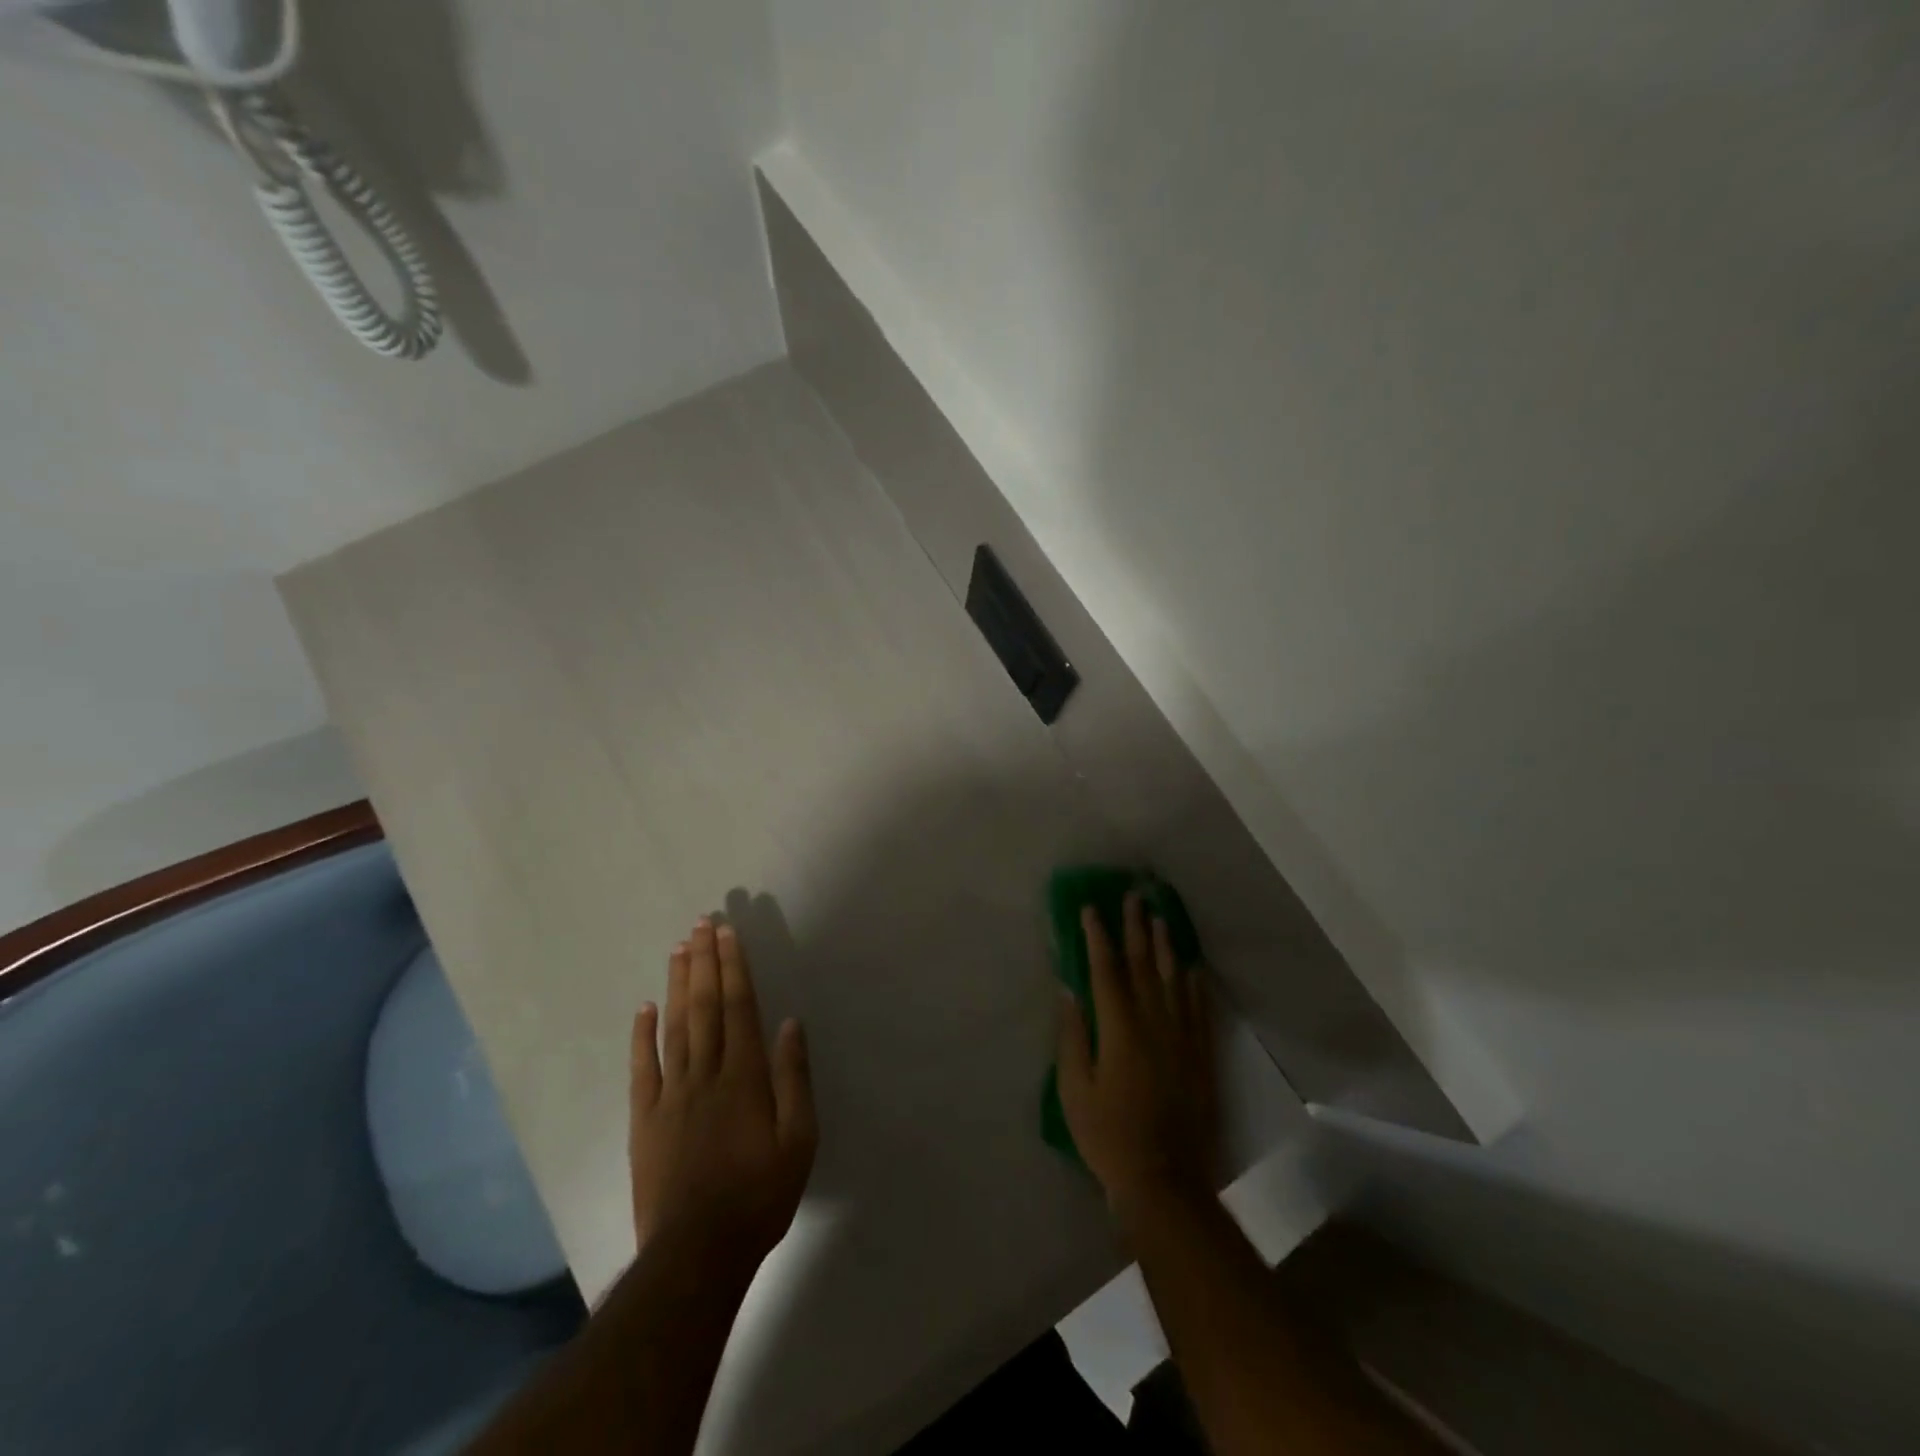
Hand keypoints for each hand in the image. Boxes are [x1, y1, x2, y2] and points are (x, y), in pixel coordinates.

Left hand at [629, 917, 816, 1275]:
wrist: (696, 1253)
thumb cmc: (759, 1195)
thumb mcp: (799, 1140)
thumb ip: (794, 1078)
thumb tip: (791, 1023)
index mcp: (745, 1076)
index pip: (739, 1007)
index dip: (733, 967)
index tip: (727, 933)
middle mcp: (706, 1074)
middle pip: (704, 1006)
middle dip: (704, 962)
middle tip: (701, 924)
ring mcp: (671, 1095)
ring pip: (674, 1026)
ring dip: (677, 984)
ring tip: (678, 949)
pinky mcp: (645, 1120)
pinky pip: (642, 1068)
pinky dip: (642, 1034)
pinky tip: (643, 1007)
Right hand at [1056, 892, 1217, 1220]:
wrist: (1165, 1179)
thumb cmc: (1108, 1135)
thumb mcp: (1074, 1089)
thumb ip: (1072, 1035)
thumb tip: (1069, 989)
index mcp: (1119, 1028)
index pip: (1106, 970)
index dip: (1097, 936)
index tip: (1091, 909)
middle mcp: (1153, 1022)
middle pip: (1143, 964)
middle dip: (1135, 928)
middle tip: (1132, 896)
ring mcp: (1182, 1037)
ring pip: (1174, 979)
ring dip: (1165, 945)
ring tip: (1160, 917)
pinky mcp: (1201, 1055)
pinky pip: (1199, 1008)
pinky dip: (1194, 983)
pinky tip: (1191, 966)